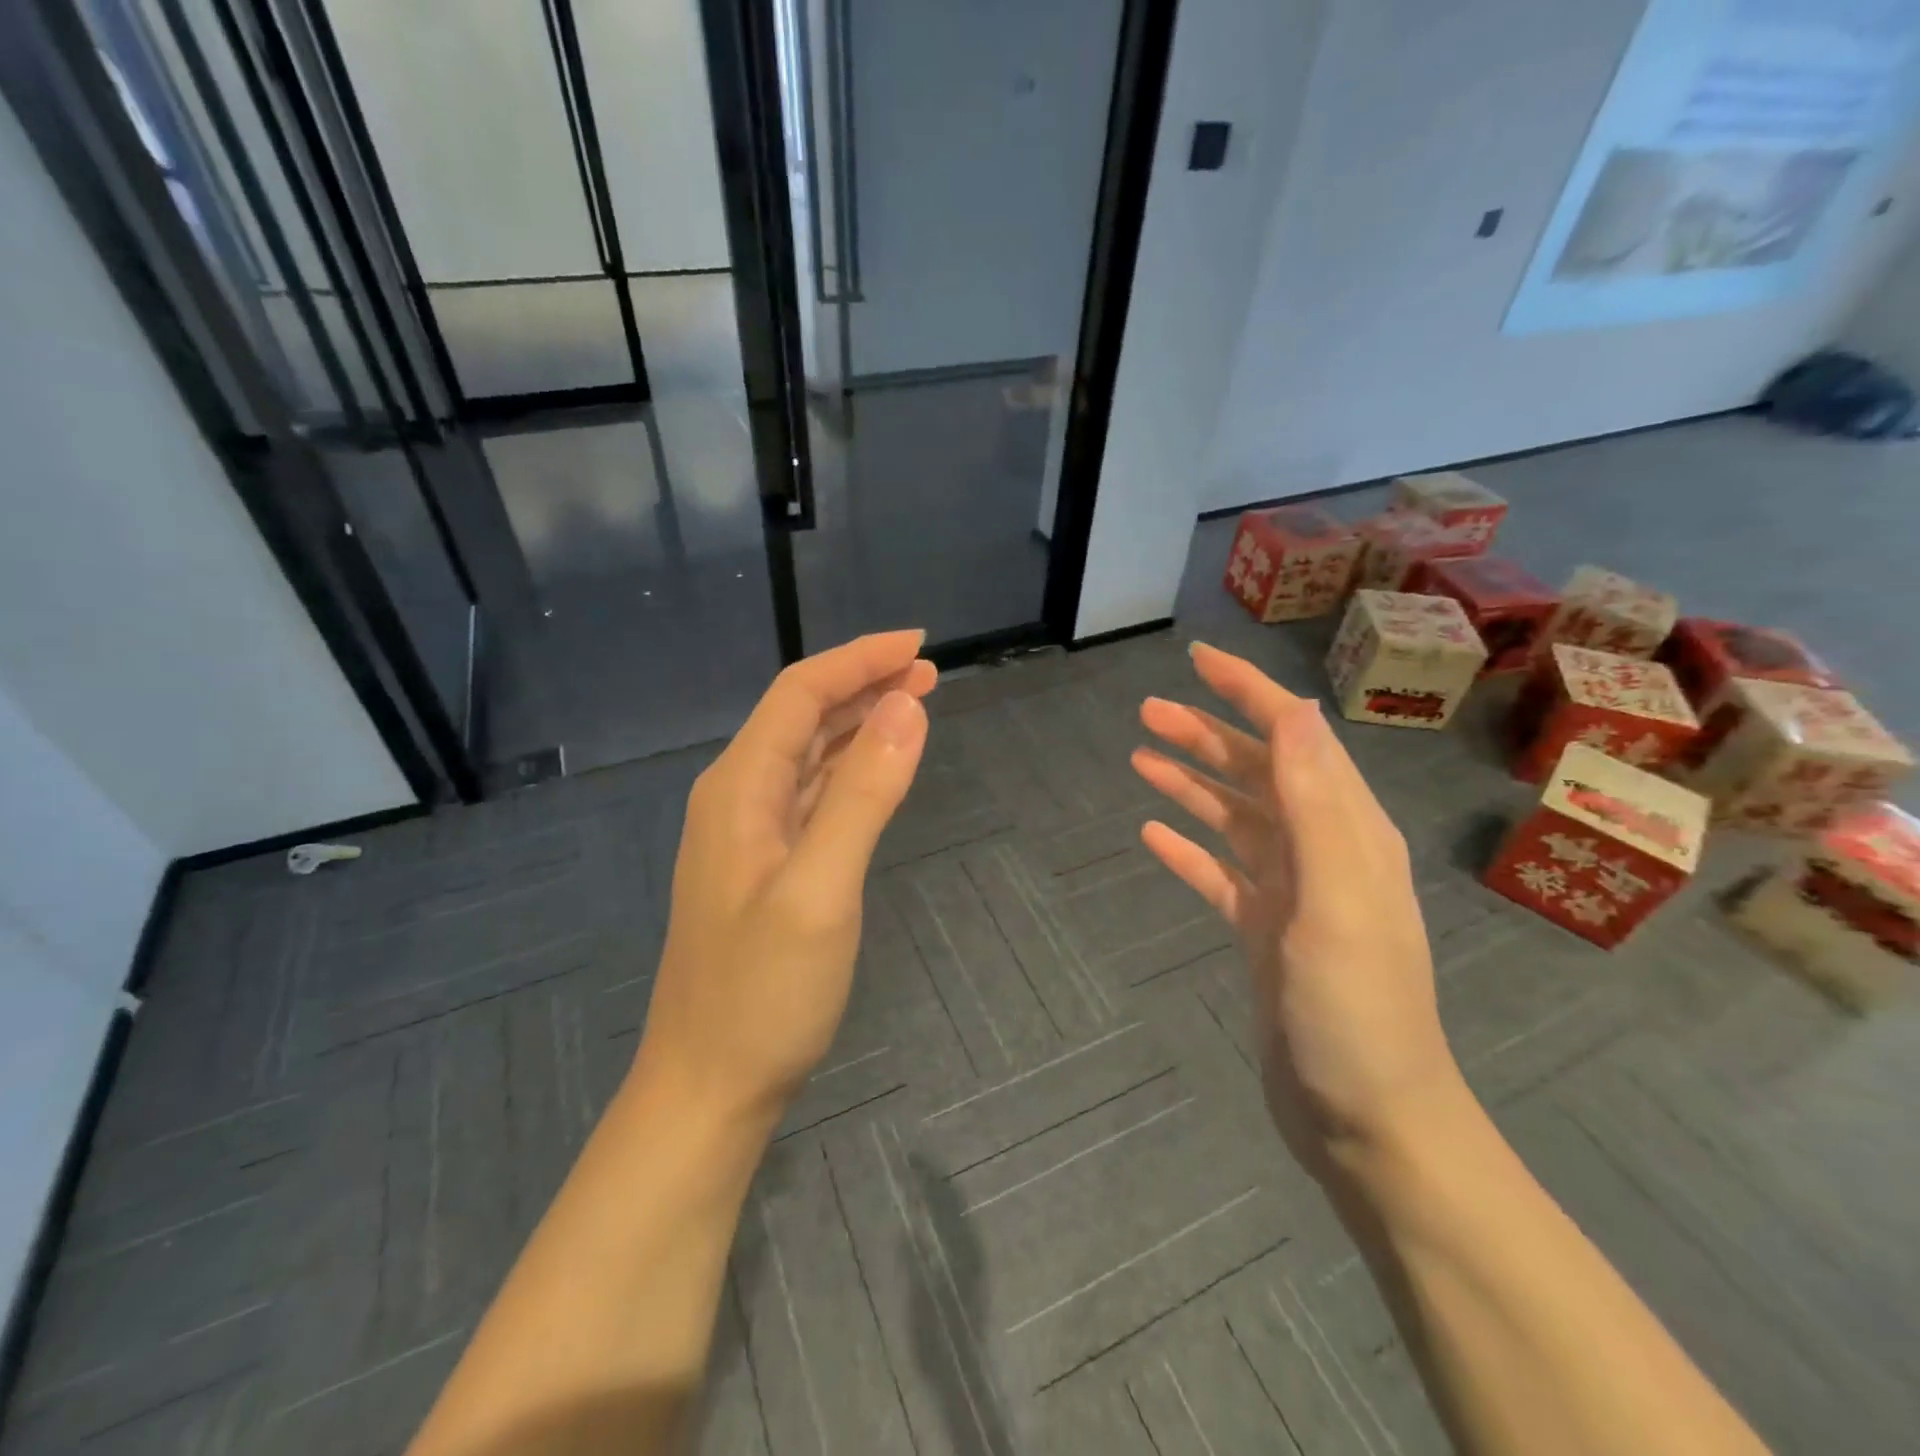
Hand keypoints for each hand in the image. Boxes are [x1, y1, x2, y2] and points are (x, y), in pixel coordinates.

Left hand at [633, 631, 935, 1129]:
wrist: (708, 1086)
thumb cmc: (762, 995)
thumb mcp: (821, 891)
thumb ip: (863, 795)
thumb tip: (906, 708)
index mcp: (739, 788)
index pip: (801, 694)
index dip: (859, 660)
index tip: (919, 645)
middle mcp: (737, 797)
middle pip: (803, 716)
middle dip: (864, 683)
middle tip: (928, 672)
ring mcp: (749, 834)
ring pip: (808, 754)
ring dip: (859, 722)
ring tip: (915, 704)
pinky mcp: (766, 866)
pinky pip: (811, 794)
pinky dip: (849, 768)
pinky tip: (876, 768)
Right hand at [1130, 642, 1459, 1174]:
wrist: (1365, 1118)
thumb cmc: (1355, 1005)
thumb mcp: (1339, 895)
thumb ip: (1317, 800)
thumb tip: (1295, 709)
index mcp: (1346, 830)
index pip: (1295, 739)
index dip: (1250, 692)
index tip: (1200, 661)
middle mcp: (1321, 850)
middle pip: (1257, 773)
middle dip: (1206, 734)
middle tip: (1146, 712)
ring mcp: (1290, 894)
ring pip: (1233, 819)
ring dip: (1191, 785)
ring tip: (1140, 758)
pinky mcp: (1263, 933)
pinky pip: (1218, 874)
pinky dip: (1187, 850)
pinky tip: (1151, 836)